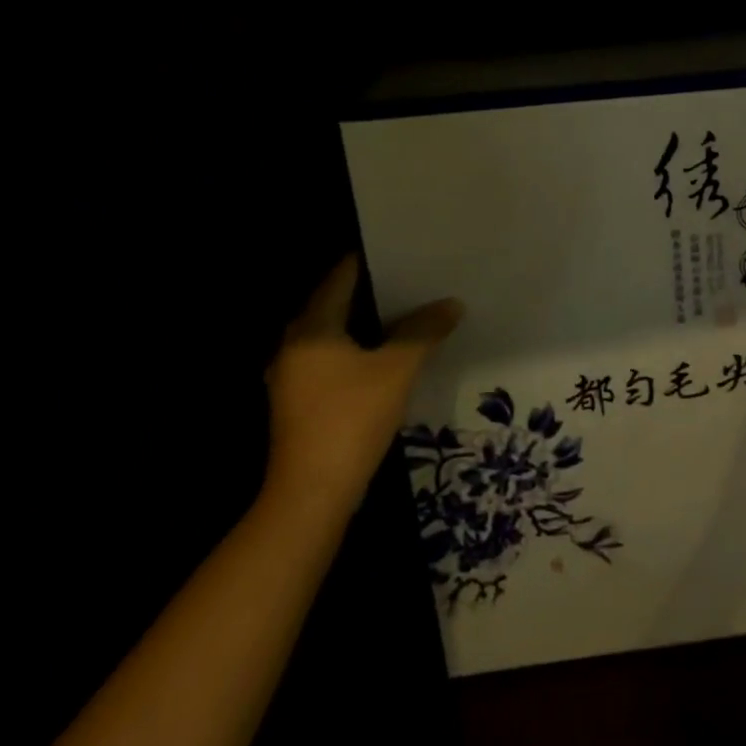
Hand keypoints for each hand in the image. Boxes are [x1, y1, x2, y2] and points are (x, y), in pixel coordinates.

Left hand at [263, 254, 461, 516]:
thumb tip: (451, 304)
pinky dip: (359, 350)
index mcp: (310, 328)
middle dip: (374, 291)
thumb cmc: (350, 419)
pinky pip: (333, 360)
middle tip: (414, 278)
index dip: (371, 260)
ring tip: (409, 311)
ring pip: (335, 335)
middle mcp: (294, 346)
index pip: (340, 277)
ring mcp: (294, 377)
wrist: (311, 496)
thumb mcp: (397, 369)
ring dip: (368, 323)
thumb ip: (424, 331)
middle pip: (336, 304)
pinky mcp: (301, 403)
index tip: (404, 249)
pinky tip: (389, 354)